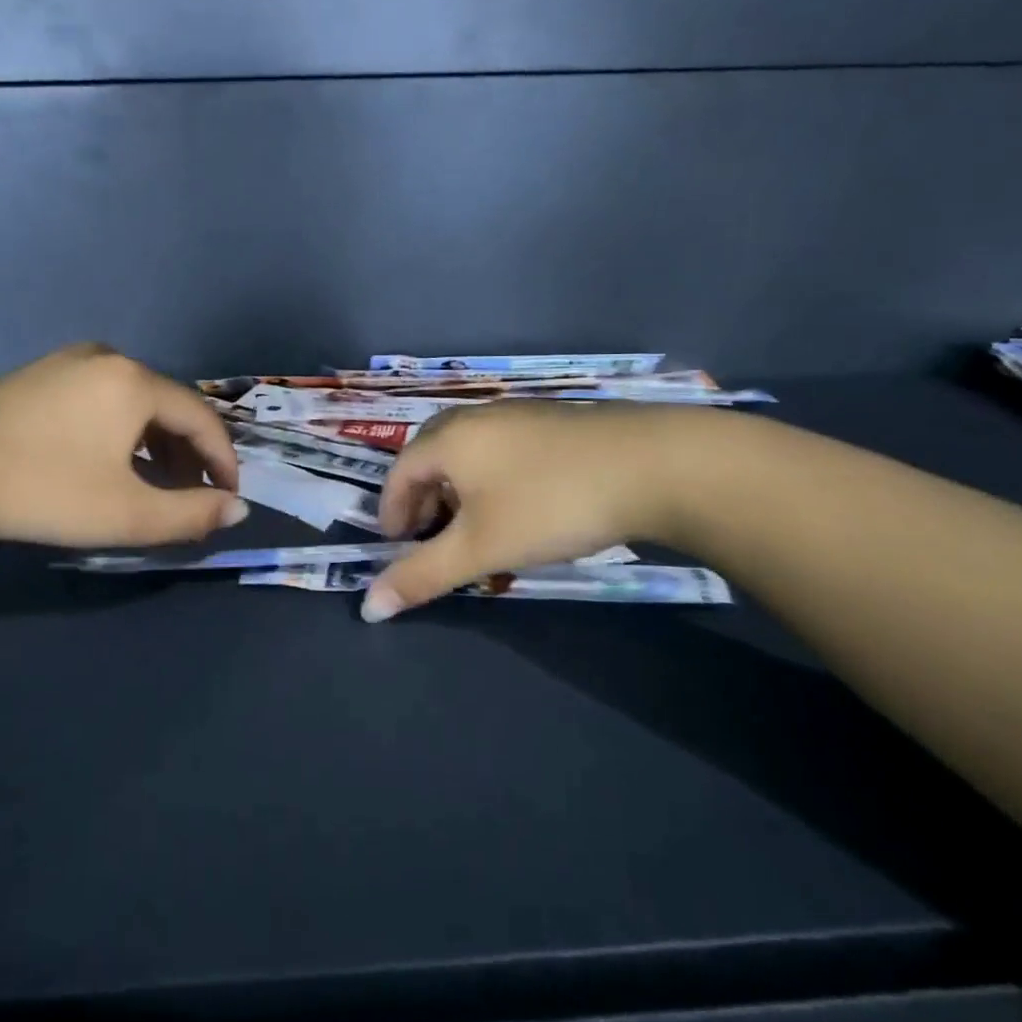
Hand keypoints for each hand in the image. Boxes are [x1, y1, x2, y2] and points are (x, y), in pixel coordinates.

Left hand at [0, 343, 246, 548]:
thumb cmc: (42, 489)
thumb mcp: (126, 514)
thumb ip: (191, 514)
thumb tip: (237, 508)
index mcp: (135, 382)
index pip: (202, 418)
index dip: (223, 459)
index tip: (228, 496)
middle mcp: (108, 359)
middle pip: (169, 406)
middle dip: (189, 453)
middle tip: (192, 495)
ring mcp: (67, 362)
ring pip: (134, 402)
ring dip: (155, 443)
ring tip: (153, 484)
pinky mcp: (37, 376)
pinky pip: (101, 399)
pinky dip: (121, 431)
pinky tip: (107, 461)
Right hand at [362, 400, 711, 620]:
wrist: (653, 465)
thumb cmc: (549, 505)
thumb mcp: (480, 548)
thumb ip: (422, 575)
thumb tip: (368, 608)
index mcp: (448, 438)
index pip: (398, 473)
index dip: (391, 513)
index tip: (398, 547)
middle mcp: (476, 417)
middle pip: (430, 456)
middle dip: (423, 499)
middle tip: (431, 537)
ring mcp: (518, 414)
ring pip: (469, 452)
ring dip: (458, 491)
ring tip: (475, 527)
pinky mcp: (554, 421)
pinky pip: (502, 449)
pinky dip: (492, 479)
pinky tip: (521, 506)